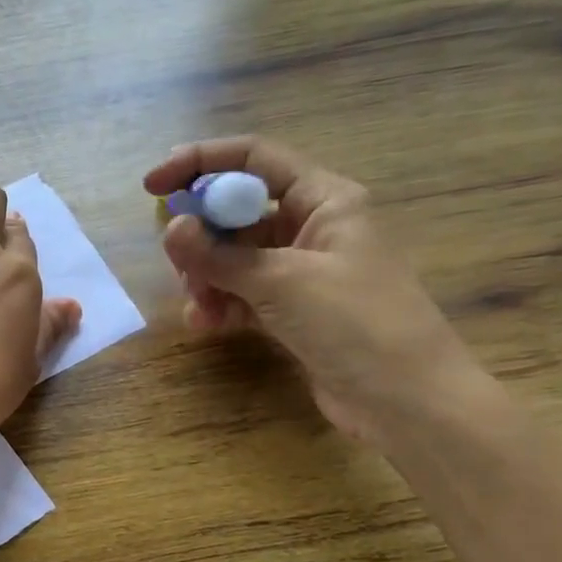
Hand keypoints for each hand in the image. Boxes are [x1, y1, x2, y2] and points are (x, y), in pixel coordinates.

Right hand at [144, 138, 480, 445]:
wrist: (408, 402)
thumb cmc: (356, 323)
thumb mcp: (283, 282)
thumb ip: (220, 256)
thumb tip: (171, 228)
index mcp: (324, 199)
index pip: (253, 159)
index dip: (200, 162)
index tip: (152, 186)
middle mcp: (312, 227)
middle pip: (238, 211)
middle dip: (201, 236)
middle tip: (178, 264)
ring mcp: (302, 271)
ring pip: (235, 257)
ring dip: (207, 277)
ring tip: (198, 305)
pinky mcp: (294, 310)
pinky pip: (244, 293)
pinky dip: (221, 304)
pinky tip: (206, 324)